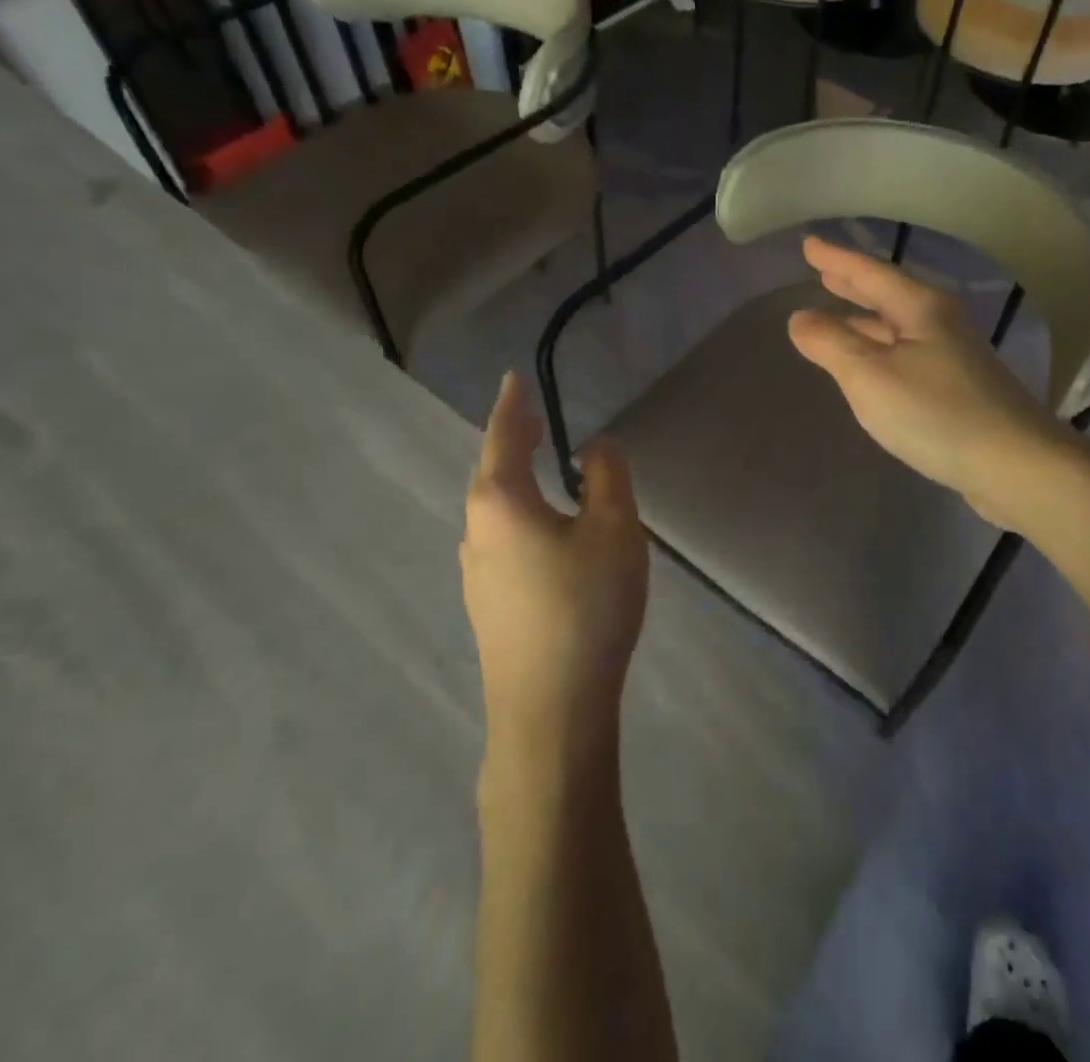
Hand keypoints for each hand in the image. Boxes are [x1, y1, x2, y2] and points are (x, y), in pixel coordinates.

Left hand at [461, 373, 648, 756]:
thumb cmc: (584, 605)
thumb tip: (594, 448)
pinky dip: (521, 515)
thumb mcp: (613, 529)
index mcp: (501, 503)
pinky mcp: (489, 606)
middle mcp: (477, 532)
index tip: (513, 378)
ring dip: (516, 480)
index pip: (504, 437)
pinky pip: (502, 539)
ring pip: (496, 510)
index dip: (513, 405)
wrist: (550, 710)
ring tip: (541, 469)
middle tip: (533, 420)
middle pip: (492, 473)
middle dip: (513, 442)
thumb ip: (606, 477)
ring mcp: (477, 573)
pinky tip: (545, 532)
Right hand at [786, 237, 1072, 528]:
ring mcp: (953, 356)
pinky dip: (881, 347)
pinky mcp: (959, 388)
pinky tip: (873, 364)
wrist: (1014, 465)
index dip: (836, 259)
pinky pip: (907, 352)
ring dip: (867, 316)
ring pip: (898, 325)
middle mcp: (940, 323)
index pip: (869, 273)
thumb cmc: (936, 413)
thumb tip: (799, 318)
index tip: (808, 244)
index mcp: (920, 309)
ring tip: (838, 312)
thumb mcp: (870, 376)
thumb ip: (832, 343)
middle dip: (853, 283)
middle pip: (889, 294)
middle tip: (823, 272)